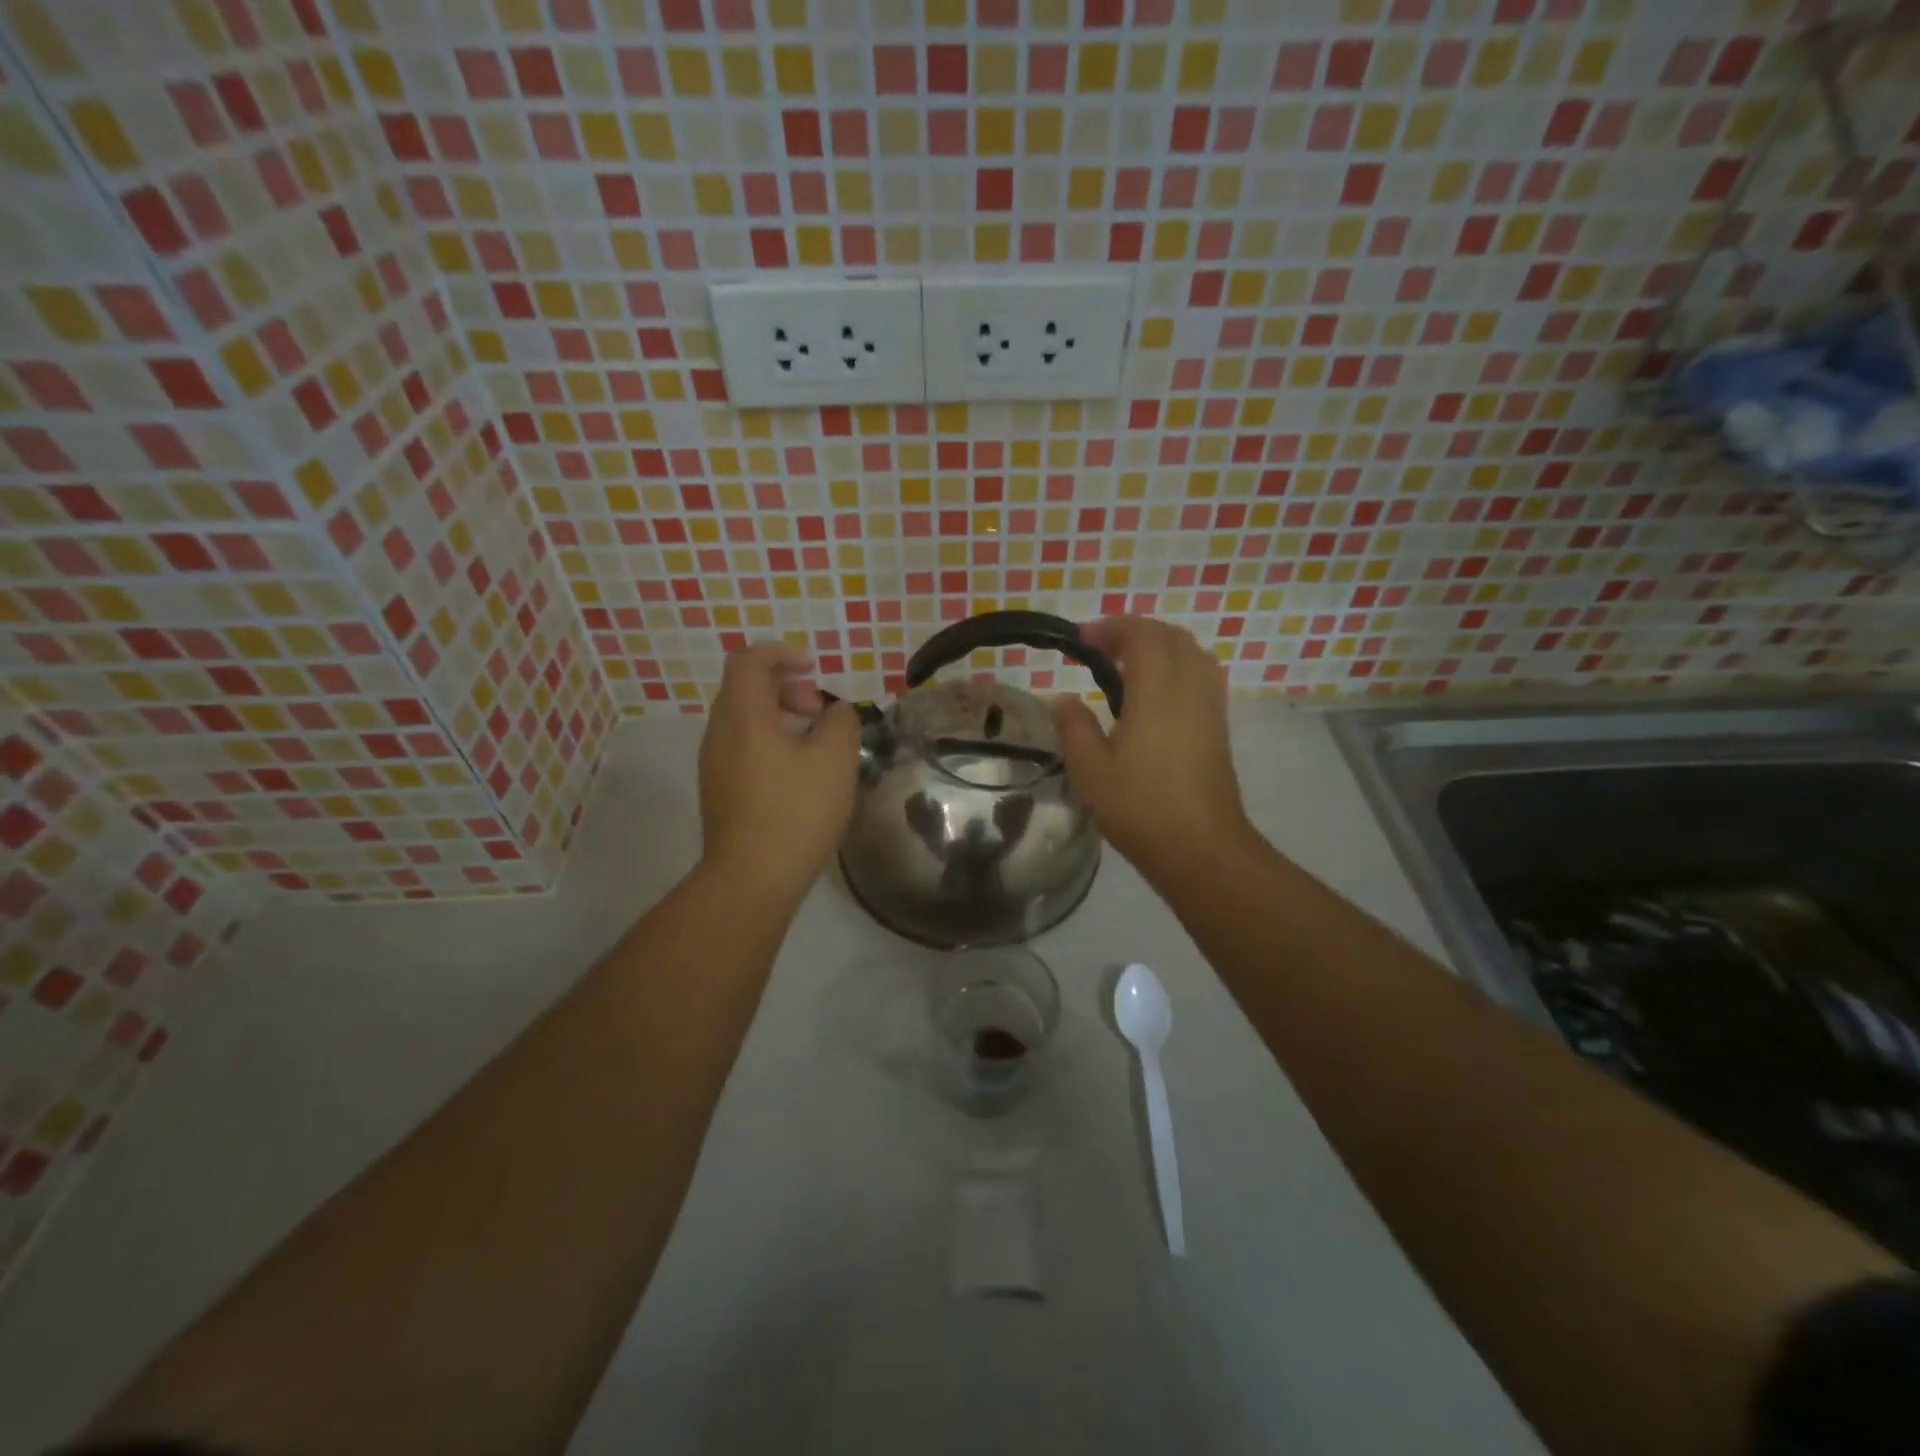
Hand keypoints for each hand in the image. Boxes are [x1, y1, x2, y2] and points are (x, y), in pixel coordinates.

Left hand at [698, 644, 862, 904]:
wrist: (751, 879)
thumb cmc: (796, 811)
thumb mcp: (835, 759)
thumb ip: (841, 721)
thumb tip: (834, 712)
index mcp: (742, 715)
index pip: (750, 660)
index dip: (783, 654)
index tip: (815, 670)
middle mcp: (719, 733)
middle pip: (746, 688)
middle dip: (787, 688)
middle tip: (820, 713)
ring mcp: (714, 764)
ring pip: (745, 720)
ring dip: (781, 718)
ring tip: (816, 746)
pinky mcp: (719, 790)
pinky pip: (743, 747)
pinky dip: (770, 743)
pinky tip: (799, 775)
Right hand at [1052, 617, 1253, 880]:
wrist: (1201, 848)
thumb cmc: (1140, 807)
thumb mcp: (1090, 770)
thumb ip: (1073, 727)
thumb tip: (1063, 699)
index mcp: (1158, 690)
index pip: (1141, 635)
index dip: (1110, 628)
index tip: (1080, 640)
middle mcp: (1190, 687)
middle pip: (1170, 636)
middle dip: (1134, 632)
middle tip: (1100, 649)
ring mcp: (1210, 707)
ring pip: (1192, 653)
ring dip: (1160, 646)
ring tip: (1127, 665)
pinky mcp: (1219, 727)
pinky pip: (1202, 676)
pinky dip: (1177, 666)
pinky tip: (1155, 694)